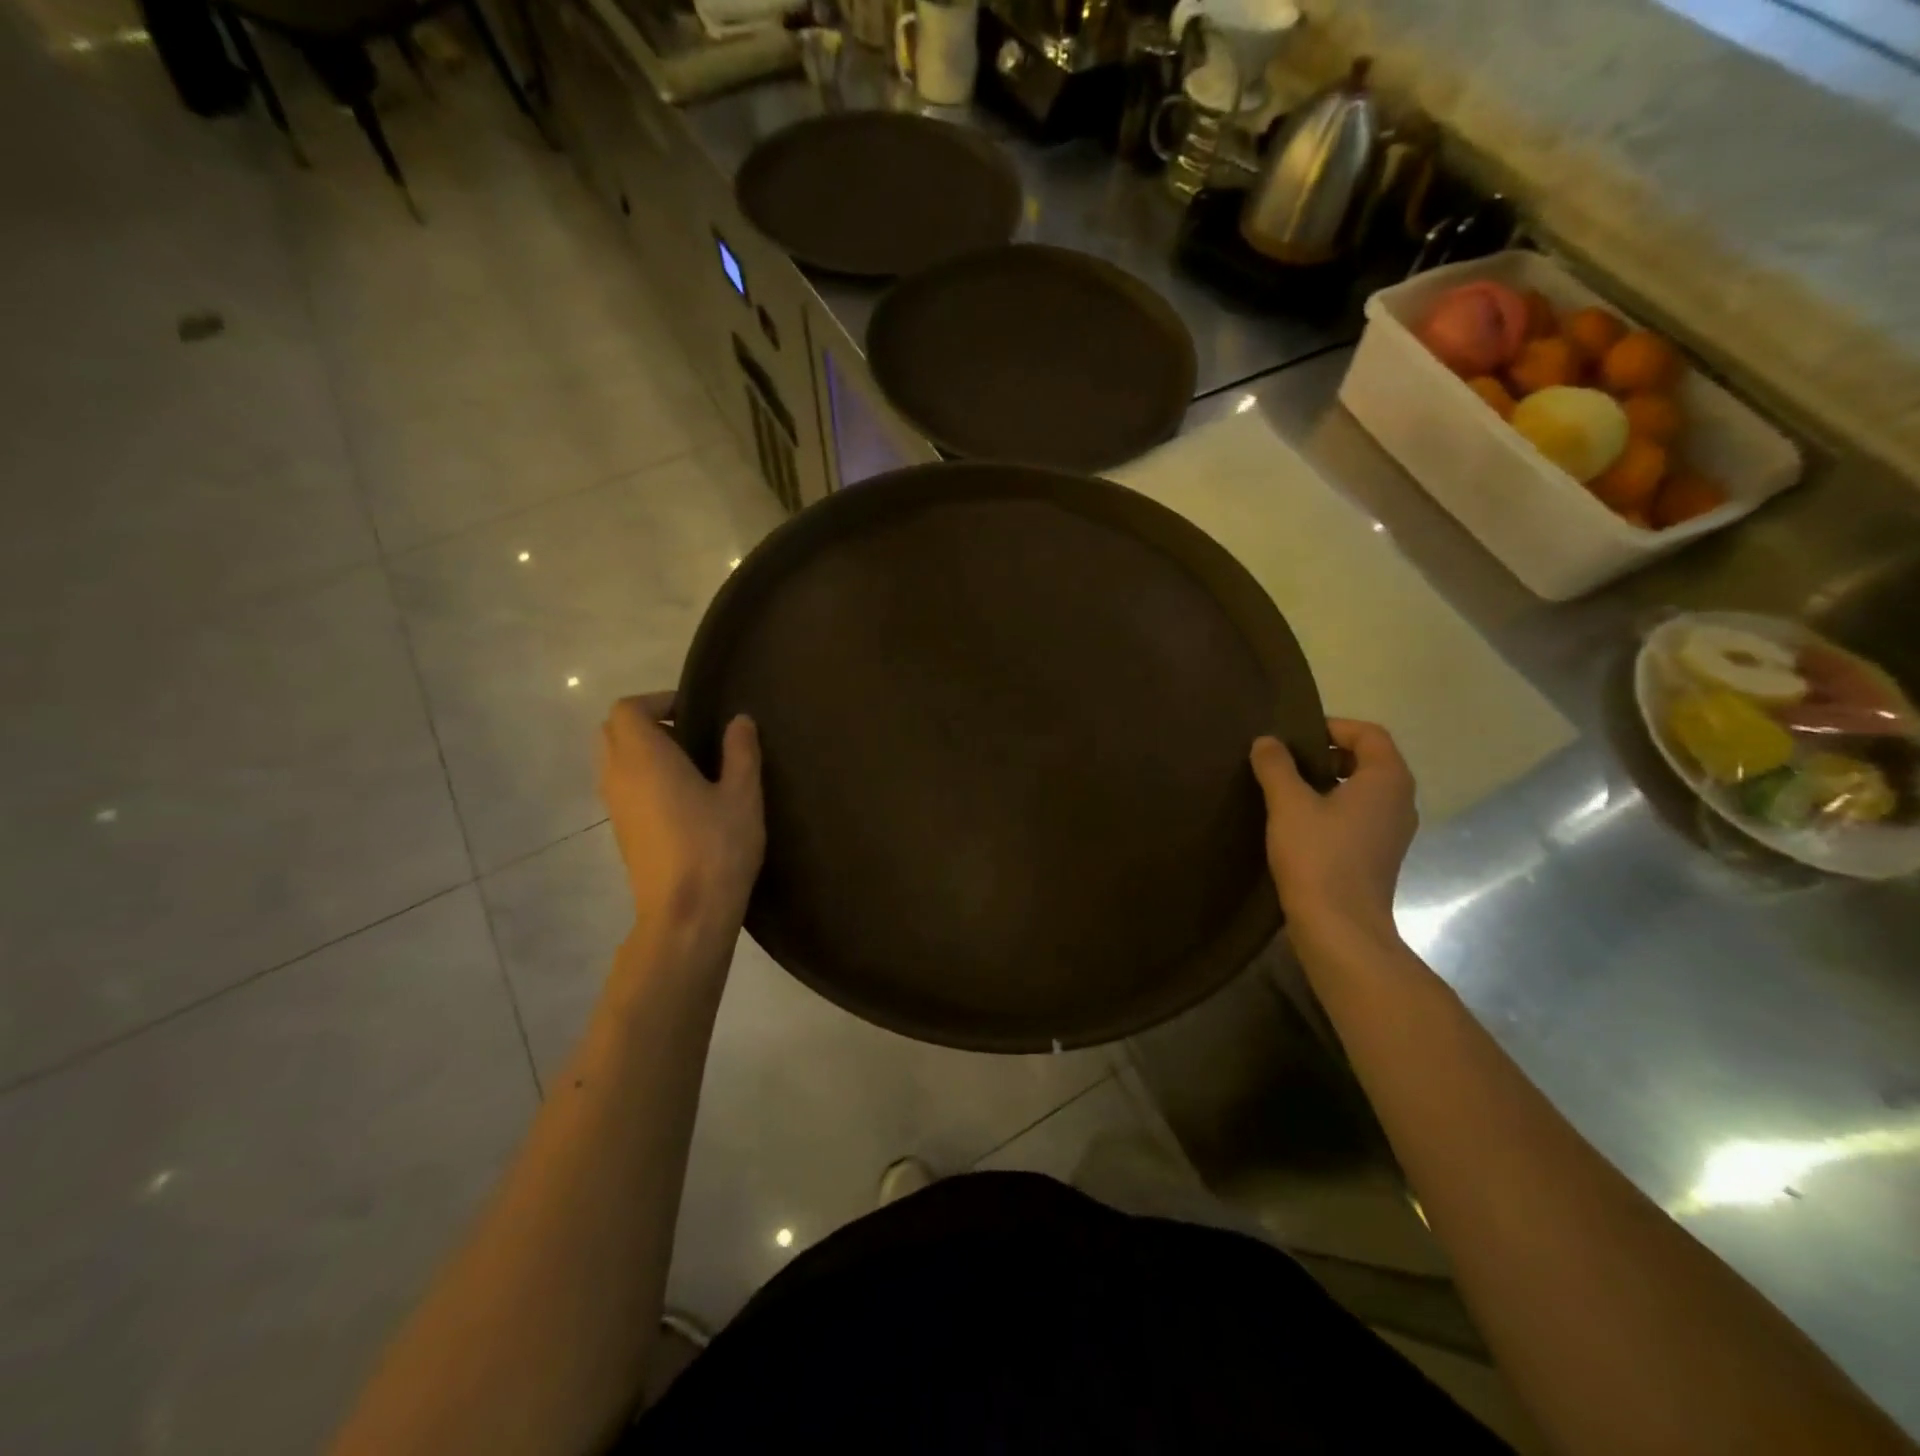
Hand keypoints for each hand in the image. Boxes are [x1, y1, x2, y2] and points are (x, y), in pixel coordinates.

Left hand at [598, 694, 764, 958]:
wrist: (685, 915)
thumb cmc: (716, 848)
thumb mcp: (742, 795)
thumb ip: (740, 752)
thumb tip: (739, 720)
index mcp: (645, 758)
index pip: (628, 709)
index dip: (658, 701)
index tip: (695, 711)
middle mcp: (619, 776)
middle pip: (613, 731)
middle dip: (647, 723)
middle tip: (691, 733)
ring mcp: (615, 807)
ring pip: (614, 760)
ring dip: (644, 752)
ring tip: (691, 766)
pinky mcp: (621, 832)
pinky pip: (622, 787)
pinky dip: (643, 778)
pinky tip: (683, 799)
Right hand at [1250, 719, 1416, 953]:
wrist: (1340, 928)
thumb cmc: (1318, 856)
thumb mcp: (1288, 804)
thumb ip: (1276, 766)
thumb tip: (1267, 741)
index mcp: (1387, 780)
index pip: (1369, 733)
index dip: (1332, 726)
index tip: (1293, 735)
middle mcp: (1399, 801)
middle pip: (1367, 760)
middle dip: (1326, 753)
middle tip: (1285, 760)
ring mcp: (1392, 831)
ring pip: (1361, 790)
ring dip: (1326, 782)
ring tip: (1285, 789)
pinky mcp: (1378, 855)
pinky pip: (1358, 816)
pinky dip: (1331, 809)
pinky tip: (1297, 823)